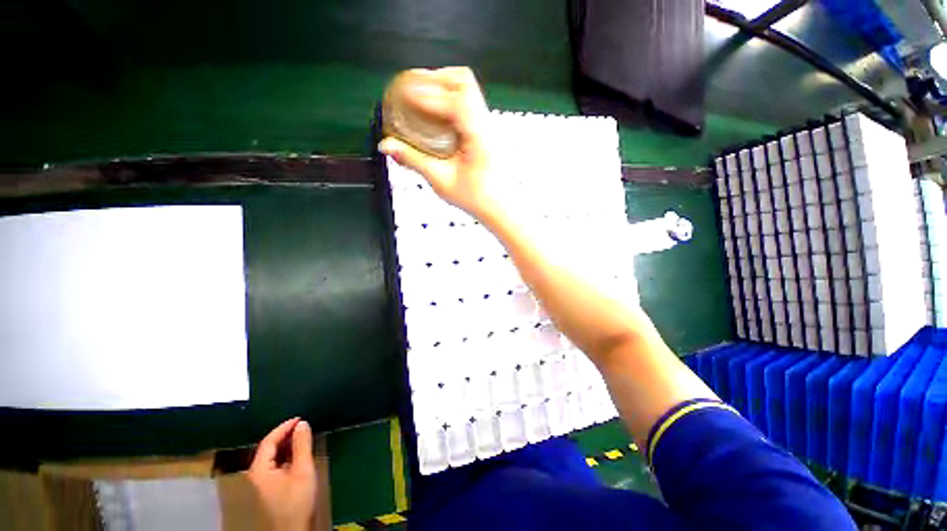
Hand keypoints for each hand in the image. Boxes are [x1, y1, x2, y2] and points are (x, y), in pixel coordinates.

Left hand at [247, 418, 315, 530]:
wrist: (292, 530)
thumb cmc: (297, 500)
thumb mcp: (303, 470)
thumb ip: (302, 445)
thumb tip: (302, 424)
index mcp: (259, 470)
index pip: (268, 441)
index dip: (284, 427)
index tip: (300, 419)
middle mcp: (255, 475)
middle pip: (268, 449)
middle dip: (285, 435)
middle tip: (303, 427)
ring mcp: (259, 484)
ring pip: (271, 457)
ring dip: (286, 446)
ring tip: (302, 438)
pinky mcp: (266, 489)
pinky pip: (273, 465)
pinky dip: (285, 456)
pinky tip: (297, 456)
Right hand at [379, 67, 498, 222]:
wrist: (499, 206)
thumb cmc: (475, 198)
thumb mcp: (441, 181)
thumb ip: (414, 160)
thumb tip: (387, 145)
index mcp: (478, 135)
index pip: (455, 100)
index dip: (428, 93)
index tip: (404, 94)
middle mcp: (486, 123)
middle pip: (463, 81)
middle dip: (434, 79)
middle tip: (412, 90)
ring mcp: (489, 124)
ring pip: (468, 88)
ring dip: (443, 86)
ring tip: (422, 98)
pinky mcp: (487, 129)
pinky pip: (469, 101)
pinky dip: (450, 98)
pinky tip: (437, 114)